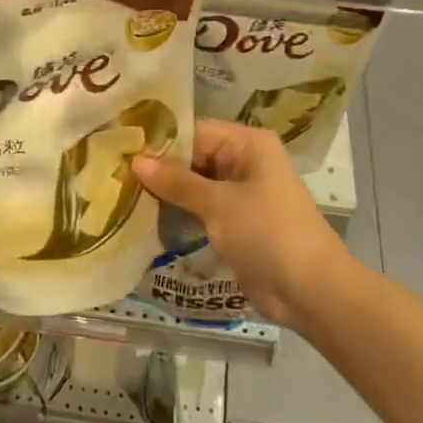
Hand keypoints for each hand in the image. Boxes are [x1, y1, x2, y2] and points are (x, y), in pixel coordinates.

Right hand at [132, 119, 348, 326]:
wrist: (311, 291)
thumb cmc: (267, 233)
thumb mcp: (218, 203)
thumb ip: (176, 181)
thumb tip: (136, 161)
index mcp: (247, 144)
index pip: (194, 131)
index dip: (159, 140)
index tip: (119, 148)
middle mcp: (244, 161)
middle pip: (193, 156)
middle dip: (158, 168)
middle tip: (112, 172)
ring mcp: (240, 194)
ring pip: (194, 184)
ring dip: (165, 192)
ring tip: (120, 193)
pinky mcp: (236, 222)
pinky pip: (201, 208)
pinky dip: (179, 212)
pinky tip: (145, 217)